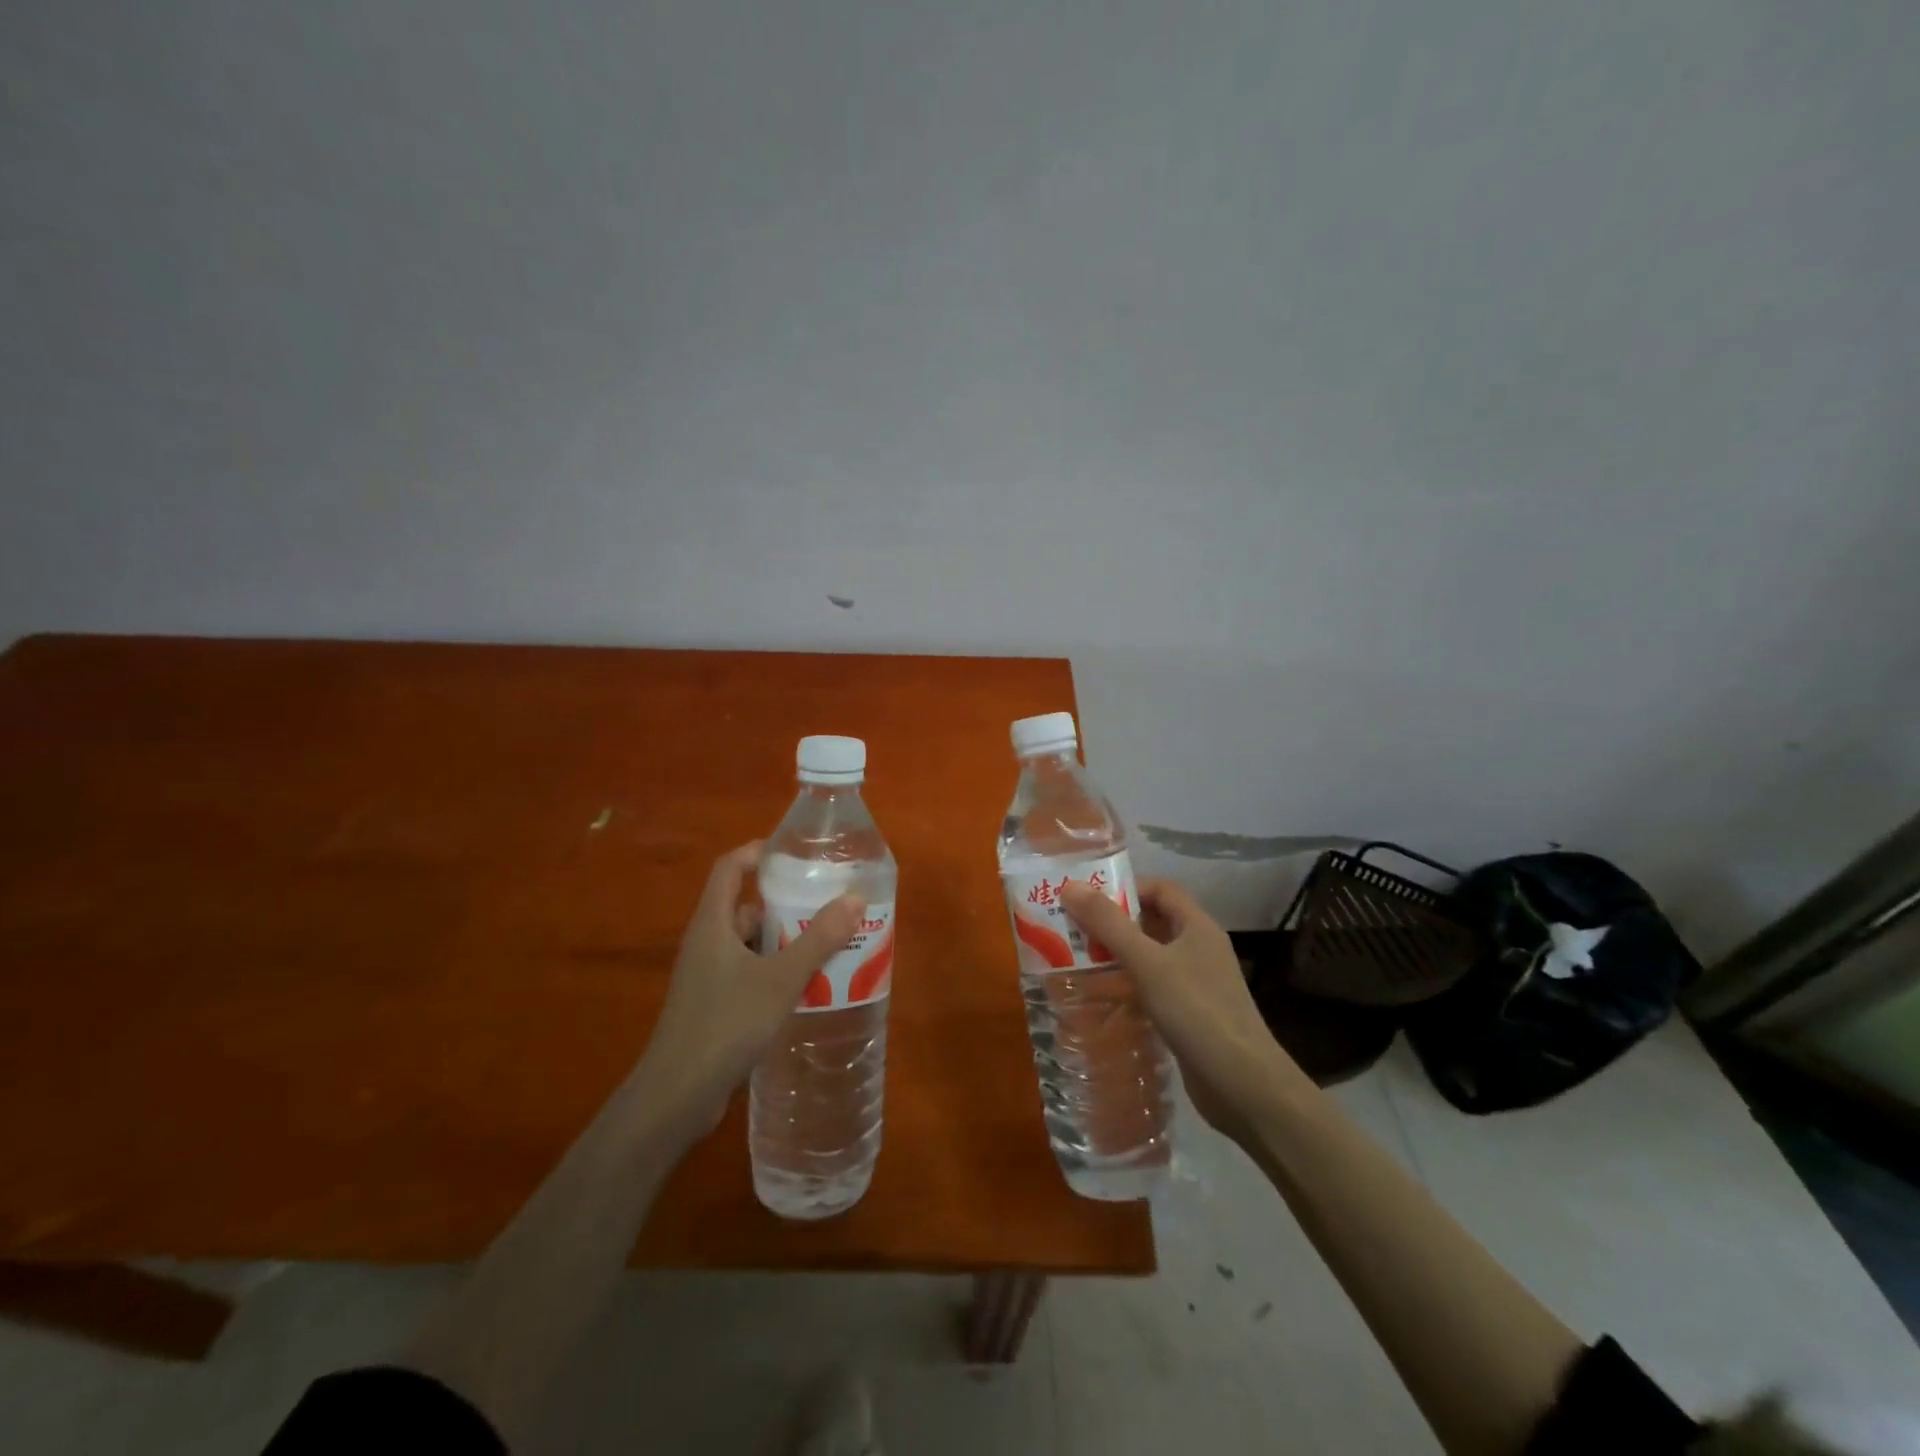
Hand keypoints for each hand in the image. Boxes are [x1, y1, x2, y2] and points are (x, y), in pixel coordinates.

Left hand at [632, 842, 864, 1142]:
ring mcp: (708, 977)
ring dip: (785, 940)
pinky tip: (807, 985)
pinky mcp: (714, 1006)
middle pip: (746, 906)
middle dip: (785, 902)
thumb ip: (819, 939)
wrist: (675, 1097)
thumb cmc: (725, 1024)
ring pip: (751, 943)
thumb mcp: (780, 978)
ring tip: (829, 942)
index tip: (795, 853)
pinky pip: (750, 972)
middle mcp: (707, 943)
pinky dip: (777, 970)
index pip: (730, 868)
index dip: (758, 853)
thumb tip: (855, 898)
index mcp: (713, 924)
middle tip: (828, 902)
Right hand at [1060, 878, 1307, 1141]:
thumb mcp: (1148, 963)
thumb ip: (1109, 925)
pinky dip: (1128, 985)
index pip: (1160, 889)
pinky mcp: (1190, 1014)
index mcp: (1197, 926)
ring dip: (1117, 955)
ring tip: (1077, 959)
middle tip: (1072, 929)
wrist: (1243, 1085)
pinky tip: (1102, 998)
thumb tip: (1070, 886)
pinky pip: (1153, 987)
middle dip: (1114, 922)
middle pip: (1152, 921)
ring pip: (1151, 956)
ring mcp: (1197, 983)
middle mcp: (1199, 948)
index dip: (1125, 888)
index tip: (1087, 899)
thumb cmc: (1197, 1012)